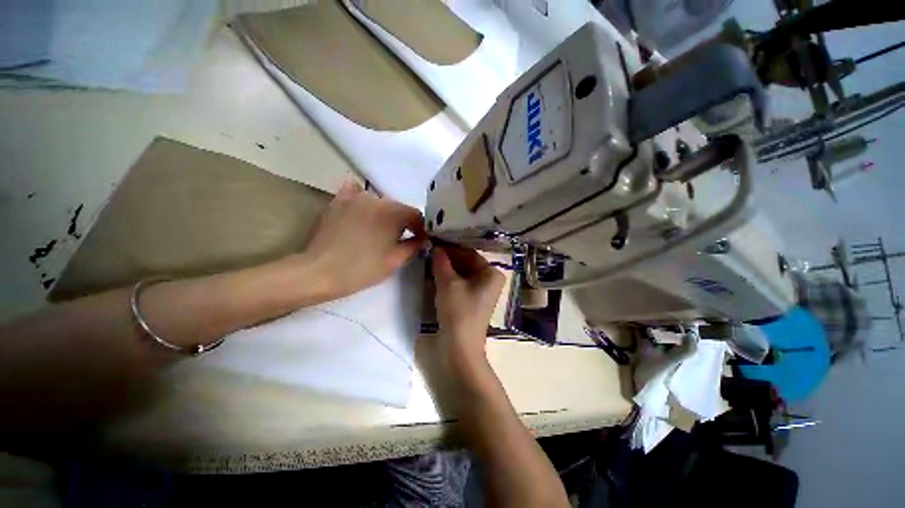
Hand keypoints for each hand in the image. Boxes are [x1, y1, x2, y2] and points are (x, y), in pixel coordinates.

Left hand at [302, 181, 427, 299]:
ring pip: (379, 202)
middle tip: (399, 239)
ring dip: (384, 214)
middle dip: (403, 222)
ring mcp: (355, 197)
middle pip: (398, 208)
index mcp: (394, 212)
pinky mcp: (338, 201)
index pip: (416, 215)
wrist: (320, 272)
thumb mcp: (395, 260)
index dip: (421, 229)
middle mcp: (377, 198)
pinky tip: (361, 211)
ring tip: (378, 230)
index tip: (419, 241)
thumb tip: (424, 239)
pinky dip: (362, 201)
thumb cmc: (362, 268)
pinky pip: (355, 193)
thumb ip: (414, 246)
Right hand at [432, 245, 504, 365]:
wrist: (460, 346)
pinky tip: (434, 273)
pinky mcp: (473, 299)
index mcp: (491, 273)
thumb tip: (435, 247)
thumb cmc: (458, 310)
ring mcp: (482, 290)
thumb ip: (441, 262)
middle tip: (429, 250)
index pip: (469, 253)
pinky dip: (448, 278)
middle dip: (447, 257)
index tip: (433, 240)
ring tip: (429, 260)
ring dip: (446, 267)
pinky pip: (460, 283)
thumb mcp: (447, 283)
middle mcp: (490, 279)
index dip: (450, 247)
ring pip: (462, 273)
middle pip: (466, 262)